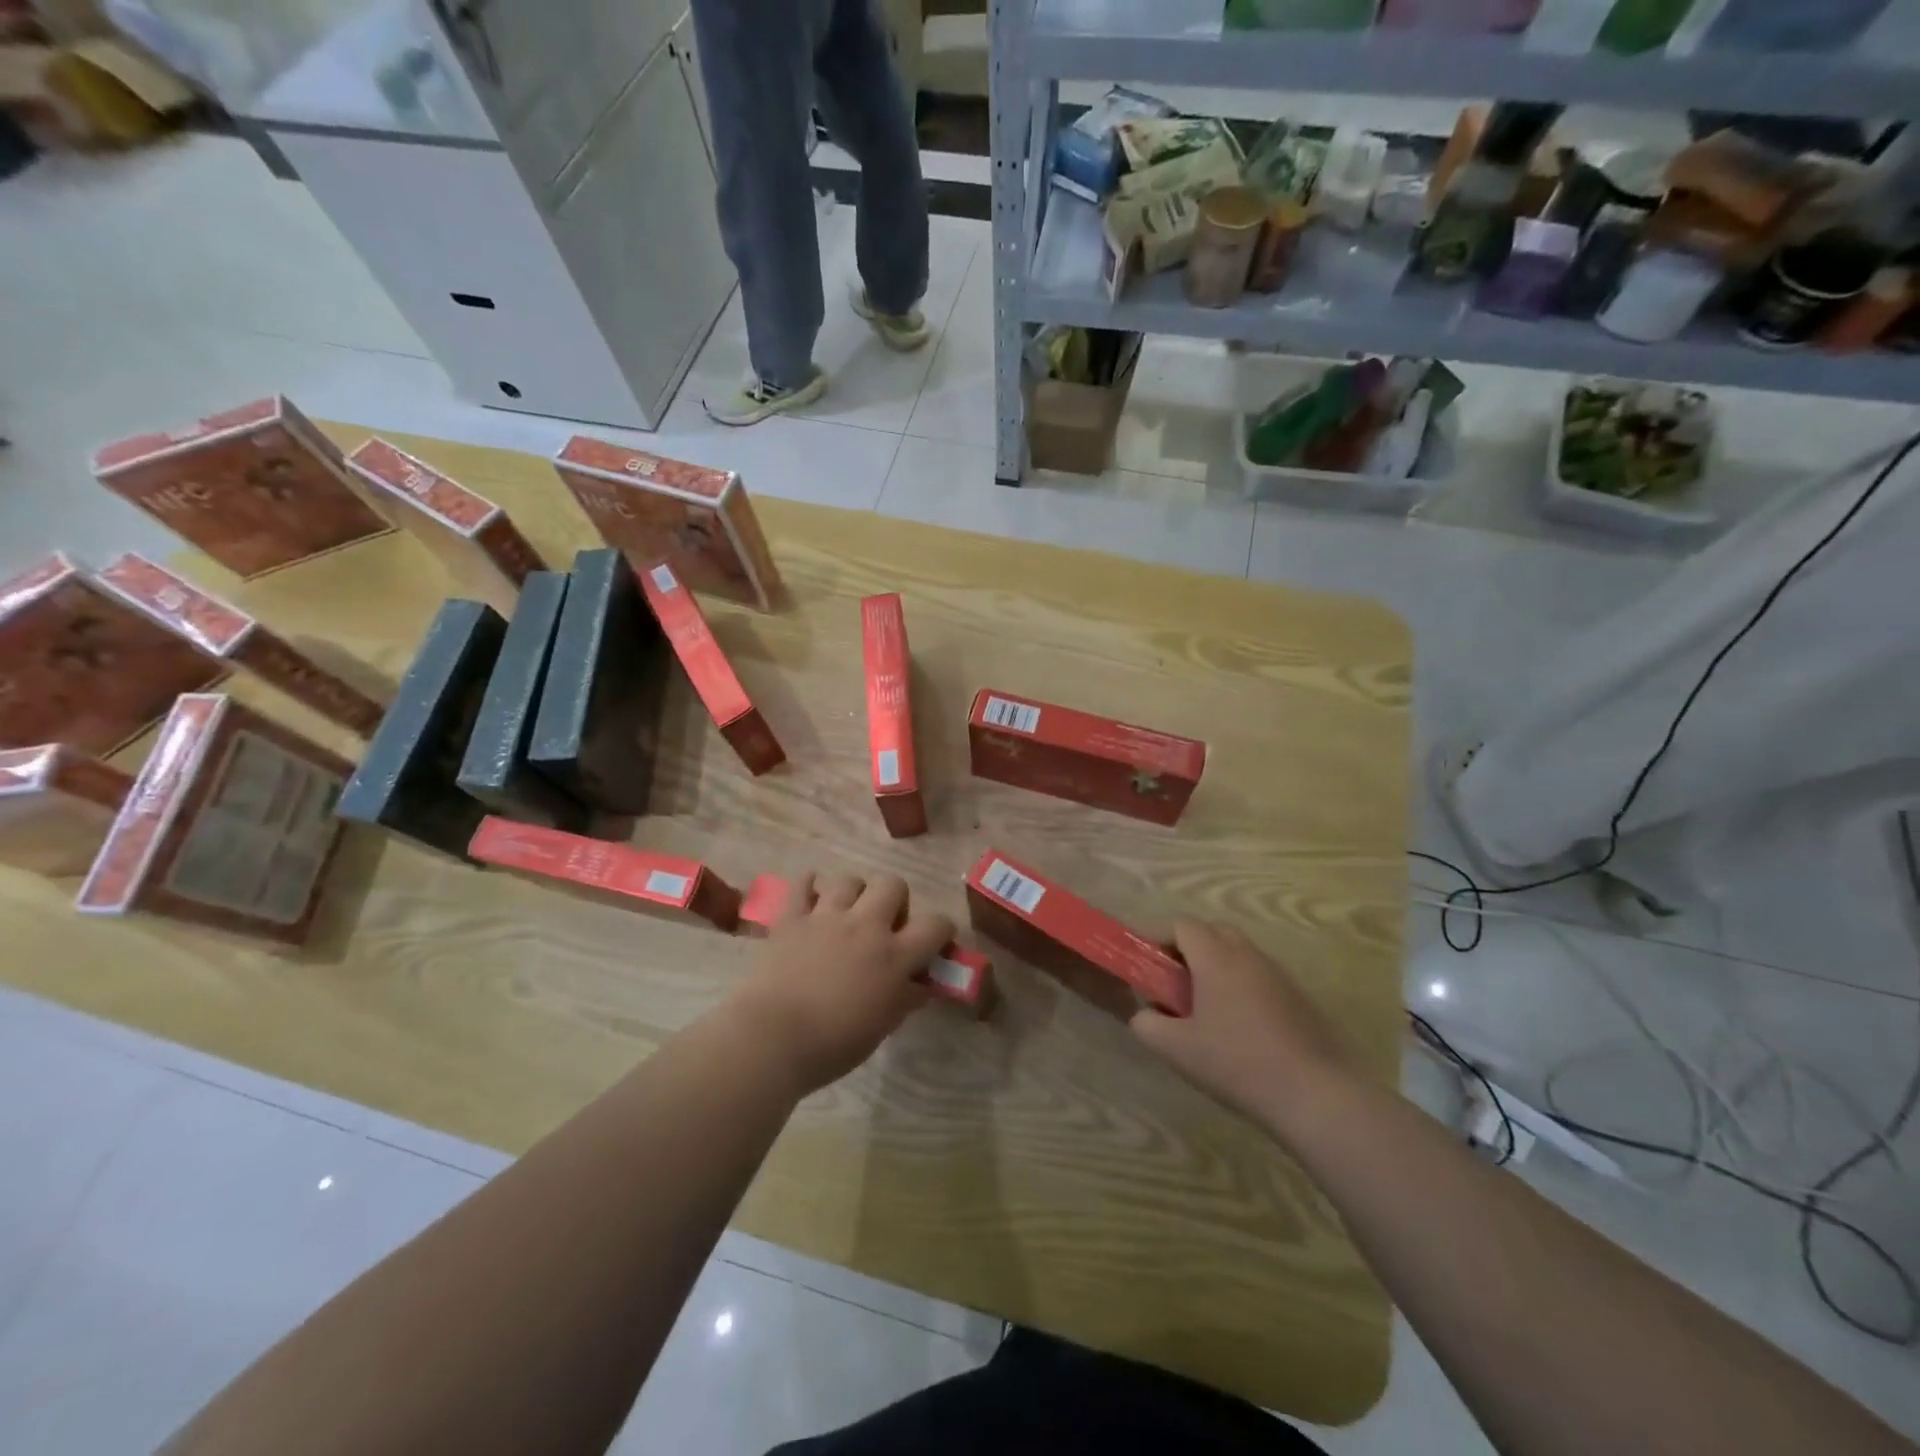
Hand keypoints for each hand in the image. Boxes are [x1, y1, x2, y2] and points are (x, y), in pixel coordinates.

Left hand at [729, 872, 954, 1094]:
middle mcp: (865, 926)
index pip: (936, 924)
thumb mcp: (883, 1026)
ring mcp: (826, 917)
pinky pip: (802, 885)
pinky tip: (810, 897)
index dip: (942, 930)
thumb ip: (906, 998)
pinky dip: (808, 886)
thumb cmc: (834, 1044)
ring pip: (850, 879)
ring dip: (854, 894)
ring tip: (845, 915)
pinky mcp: (792, 918)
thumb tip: (921, 985)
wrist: (773, 1038)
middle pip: (893, 884)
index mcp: (894, 955)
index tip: (935, 943)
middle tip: (885, 926)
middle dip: (895, 900)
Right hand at [1130, 920, 1362, 1138]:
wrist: (1316, 1094)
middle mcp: (1247, 954)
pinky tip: (1239, 1026)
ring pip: (1238, 952)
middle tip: (1174, 983)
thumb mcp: (1177, 1049)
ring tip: (1205, 1008)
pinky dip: (1241, 985)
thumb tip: (1145, 1013)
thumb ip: (1147, 1024)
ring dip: (1216, 966)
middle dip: (1188, 948)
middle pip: (1212, 931)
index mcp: (1215, 956)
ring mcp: (1277, 973)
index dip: (1159, 938)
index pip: (1181, 925)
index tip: (1148, 965)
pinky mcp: (1298, 995)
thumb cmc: (1238, 1063)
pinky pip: (1259, 975)